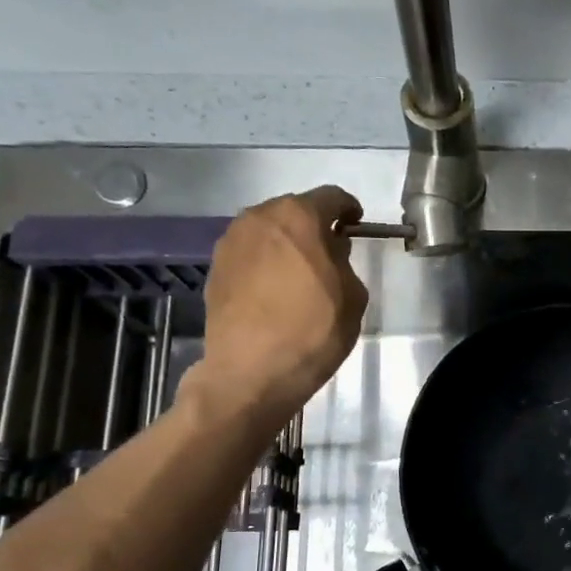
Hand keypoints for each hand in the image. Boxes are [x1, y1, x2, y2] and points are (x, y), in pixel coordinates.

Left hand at [185, 187, 369, 421]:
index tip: (356, 224)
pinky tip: (275, 291)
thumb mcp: (352, 296)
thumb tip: (330, 251)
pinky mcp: (215, 269)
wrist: (251, 372)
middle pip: (294, 211)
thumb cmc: (313, 331)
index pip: (331, 197)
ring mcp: (231, 242)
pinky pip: (250, 255)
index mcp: (298, 217)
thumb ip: (344, 262)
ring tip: (301, 274)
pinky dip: (265, 263)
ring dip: (287, 245)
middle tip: (329, 253)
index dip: (348, 209)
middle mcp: (259, 218)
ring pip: (268, 232)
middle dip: (314, 227)